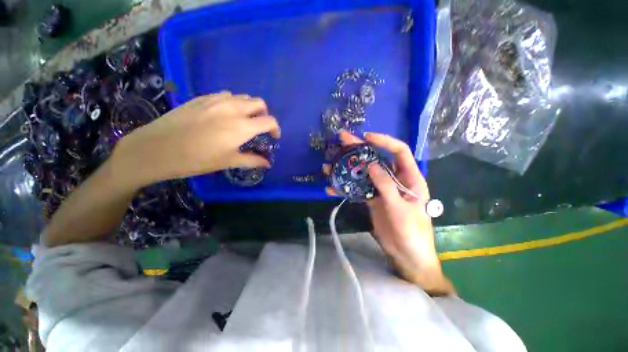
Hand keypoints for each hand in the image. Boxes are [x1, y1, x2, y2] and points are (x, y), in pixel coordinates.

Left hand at [113, 92, 279, 187]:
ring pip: (242, 97)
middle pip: (259, 103)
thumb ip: (252, 160)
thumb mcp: (228, 162)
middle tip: (260, 126)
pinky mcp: (202, 98)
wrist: (156, 149)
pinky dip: (233, 102)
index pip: (269, 121)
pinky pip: (226, 95)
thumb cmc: (196, 159)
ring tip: (244, 120)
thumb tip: (267, 163)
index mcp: (242, 126)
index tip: (274, 137)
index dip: (276, 129)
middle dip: (264, 114)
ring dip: (249, 107)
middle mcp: (233, 109)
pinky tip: (225, 114)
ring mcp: (216, 100)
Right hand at [325, 131, 453, 295]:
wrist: (406, 255)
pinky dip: (345, 188)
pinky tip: (331, 188)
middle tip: (342, 140)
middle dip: (359, 149)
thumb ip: (386, 186)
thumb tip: (372, 164)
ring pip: (363, 173)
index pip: (399, 151)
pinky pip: (357, 189)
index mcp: (409, 177)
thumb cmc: (411, 232)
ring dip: (347, 168)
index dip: (384, 141)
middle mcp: (394, 179)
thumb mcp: (400, 209)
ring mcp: (381, 189)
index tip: (366, 137)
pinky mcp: (372, 199)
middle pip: (376, 159)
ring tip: (329, 165)